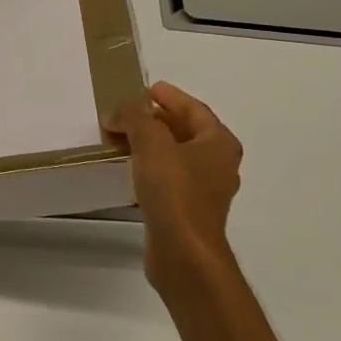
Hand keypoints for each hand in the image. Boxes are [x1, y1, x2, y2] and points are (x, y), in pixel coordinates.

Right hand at [103, 81, 243, 288]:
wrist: (183, 251)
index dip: (170, 96)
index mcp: (219, 143)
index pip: (194, 108)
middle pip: (186, 131)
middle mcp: (217, 163)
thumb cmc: (174, 192)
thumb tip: (121, 108)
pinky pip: (168, 177)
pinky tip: (128, 168)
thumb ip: (136, 117)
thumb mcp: (151, 143)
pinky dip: (149, 166)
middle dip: (156, 119)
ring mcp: (204, 189)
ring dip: (150, 143)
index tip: (146, 89)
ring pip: (175, 155)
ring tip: (122, 136)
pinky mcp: (187, 210)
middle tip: (127, 112)